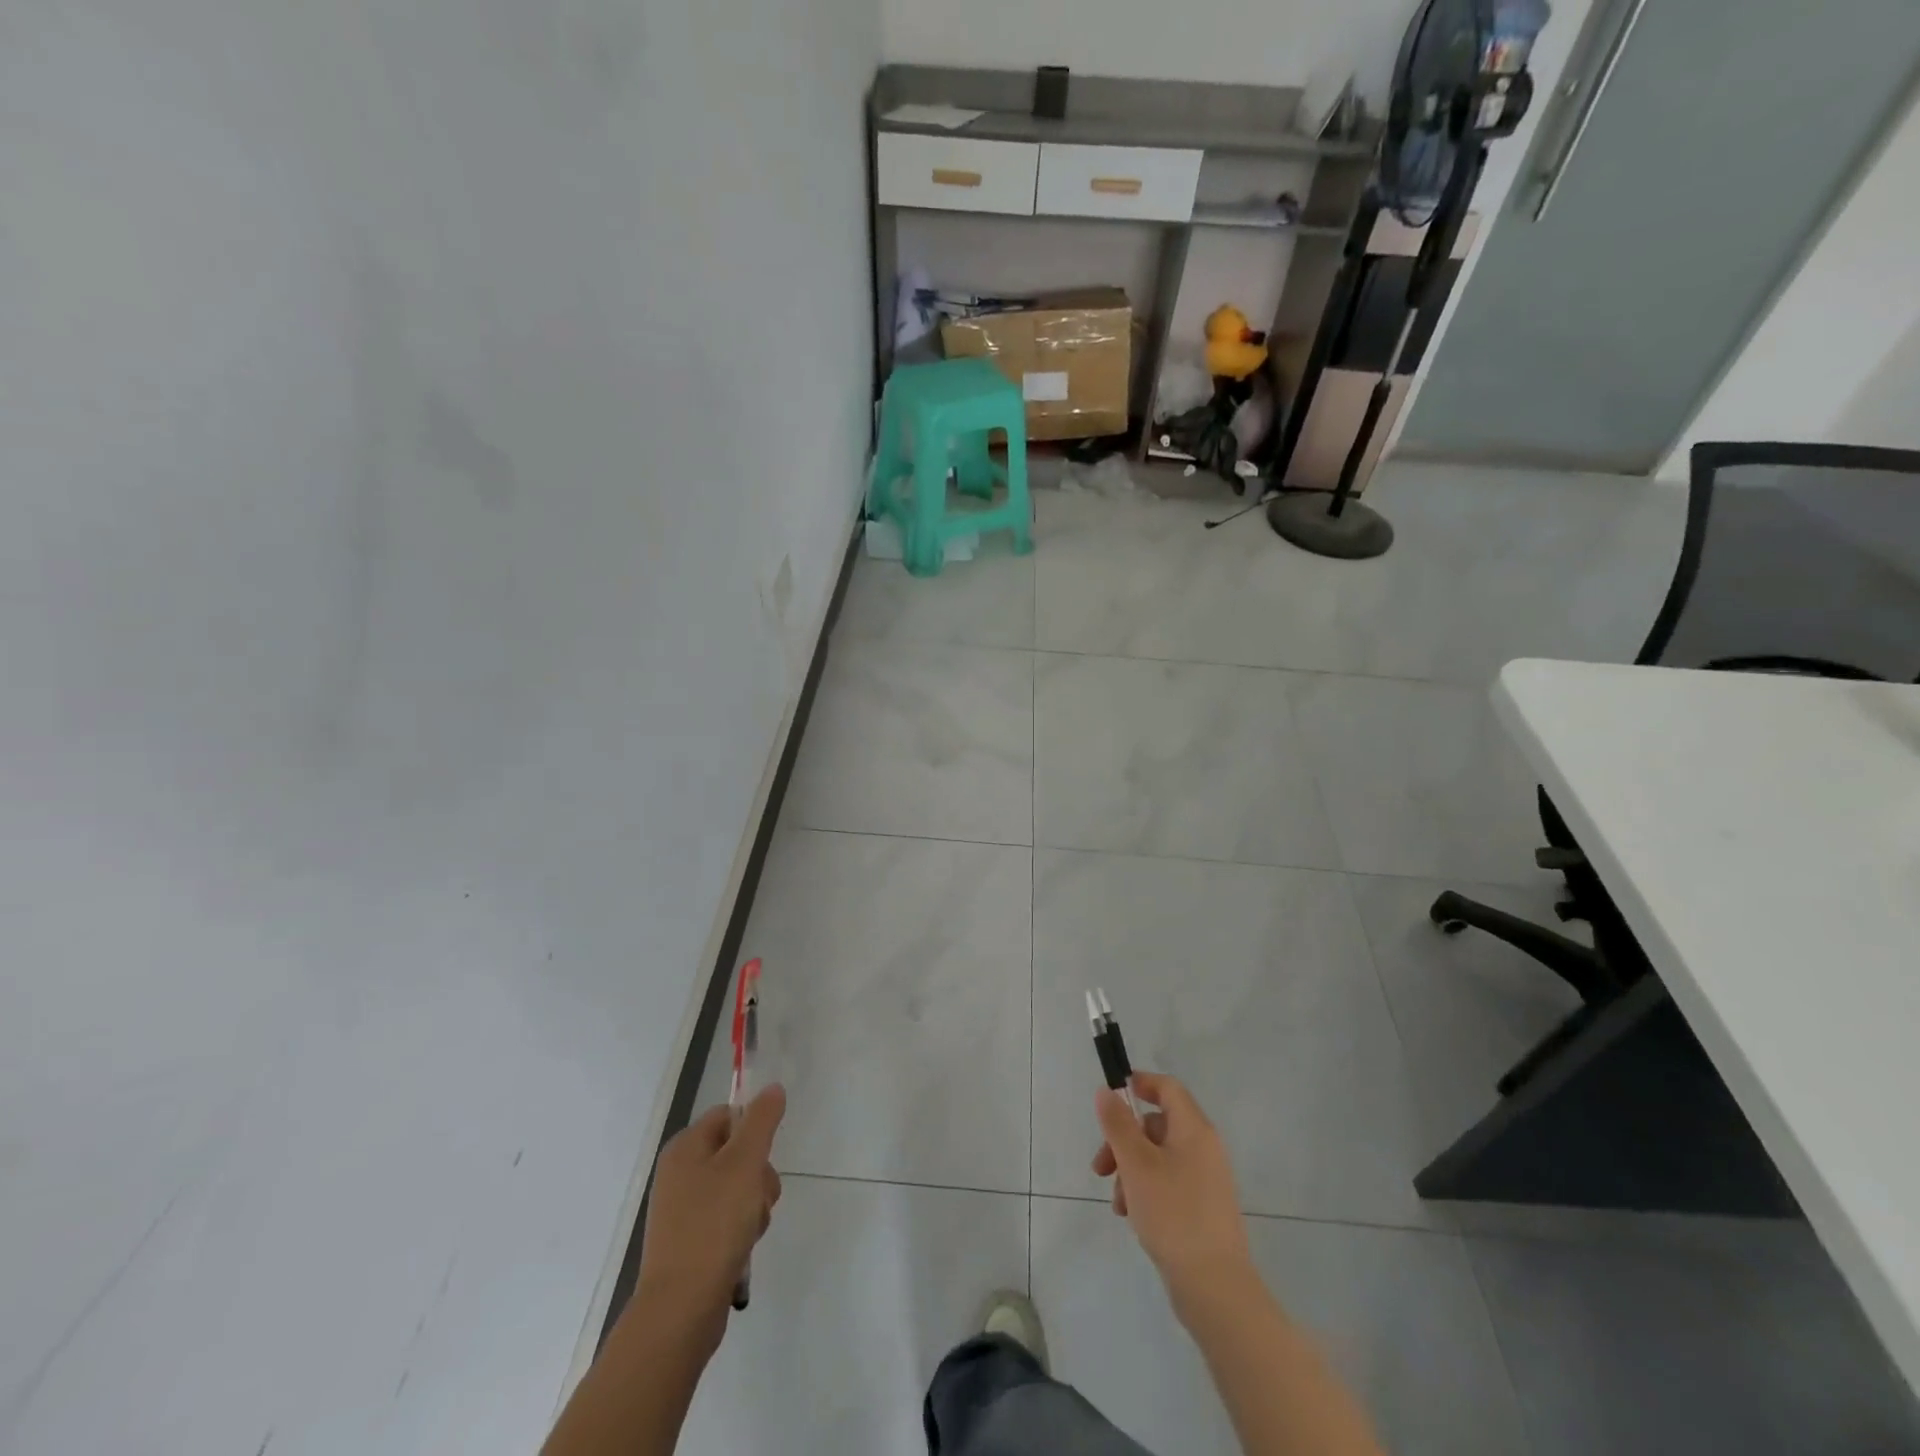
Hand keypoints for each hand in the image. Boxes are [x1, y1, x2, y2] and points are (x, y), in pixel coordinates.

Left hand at [634, 1084, 785, 1356]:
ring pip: (738, 1187)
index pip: (729, 1115)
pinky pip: (728, 1218)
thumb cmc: (713, 1225)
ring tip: (750, 1229)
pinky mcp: (691, 1241)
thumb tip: (772, 1088)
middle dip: (759, 1174)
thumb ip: (762, 1120)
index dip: (753, 1130)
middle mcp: (680, 1172)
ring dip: (755, 1204)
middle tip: (759, 1196)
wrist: (681, 1309)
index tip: (764, 1155)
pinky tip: (742, 1247)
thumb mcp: (745, 1162)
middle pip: (738, 1152)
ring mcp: (684, 1209)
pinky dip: (742, 1229)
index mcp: (685, 1147)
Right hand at [1091, 1072, 1253, 1319]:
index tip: (1112, 1095)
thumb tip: (1106, 1092)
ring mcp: (1206, 1180)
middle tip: (1100, 1167)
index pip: (1168, 1088)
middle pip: (1157, 1125)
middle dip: (1123, 1141)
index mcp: (1194, 1130)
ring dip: (1130, 1171)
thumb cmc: (1173, 1214)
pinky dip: (1146, 1191)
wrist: (1215, 1288)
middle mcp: (1205, 1148)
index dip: (1140, 1083)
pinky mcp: (1203, 1209)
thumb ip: (1118, 1124)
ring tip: (1118, 1203)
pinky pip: (1168, 1184)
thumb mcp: (1136, 1164)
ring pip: (1158, 1158)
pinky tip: (1132, 1217)